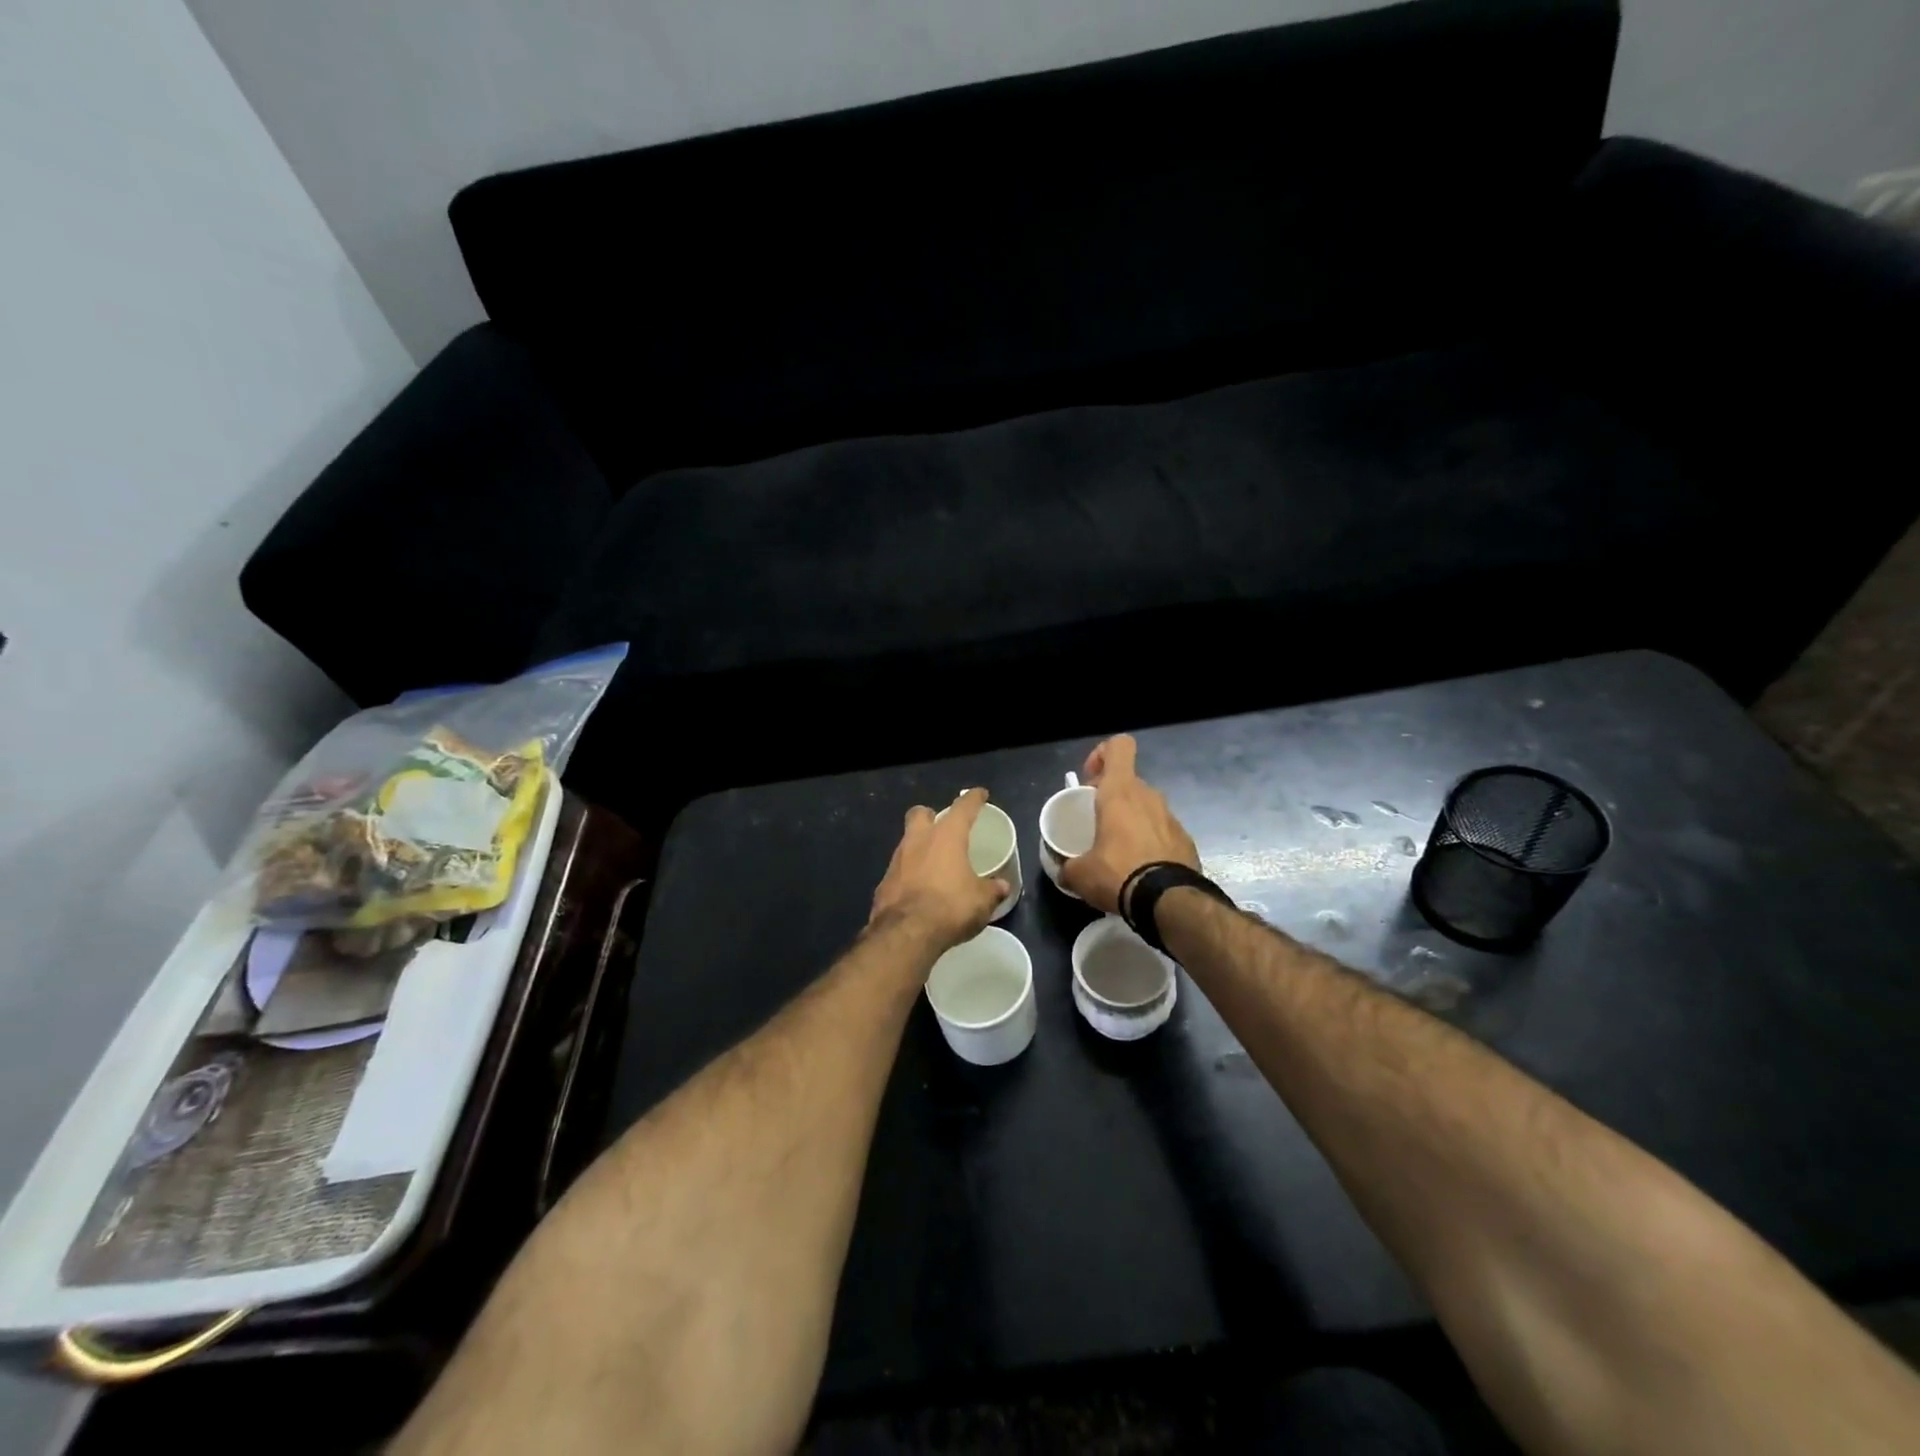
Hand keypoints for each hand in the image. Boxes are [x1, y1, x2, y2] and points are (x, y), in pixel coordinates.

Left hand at [869, 788, 1007, 950]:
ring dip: (919, 847)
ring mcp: (897, 860)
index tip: (979, 794)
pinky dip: (909, 874)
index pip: (963, 808)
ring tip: (934, 863)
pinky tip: (918, 889)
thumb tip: (1002, 886)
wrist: (905, 933)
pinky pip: (899, 870)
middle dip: (931, 816)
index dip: (973, 799)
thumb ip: (992, 890)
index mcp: (946, 837)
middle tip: (943, 827)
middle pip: (921, 814)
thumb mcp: (981, 901)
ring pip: (907, 841)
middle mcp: (918, 841)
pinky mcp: (884, 882)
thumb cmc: (950, 907)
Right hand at [1060, 735, 1199, 915]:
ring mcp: (1172, 817)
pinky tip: (1141, 869)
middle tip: (1097, 824)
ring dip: (1131, 821)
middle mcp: (1149, 796)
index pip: (1119, 746)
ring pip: (1146, 807)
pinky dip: (1150, 842)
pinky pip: (1162, 831)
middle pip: (1128, 782)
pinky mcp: (1186, 840)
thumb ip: (1068, 866)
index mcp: (1121, 792)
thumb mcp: (1080, 874)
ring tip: (1118, 852)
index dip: (1102, 754)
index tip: (1089, 781)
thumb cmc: (1118, 873)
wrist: (1169, 901)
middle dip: (1112, 798)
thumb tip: (1064, 871)